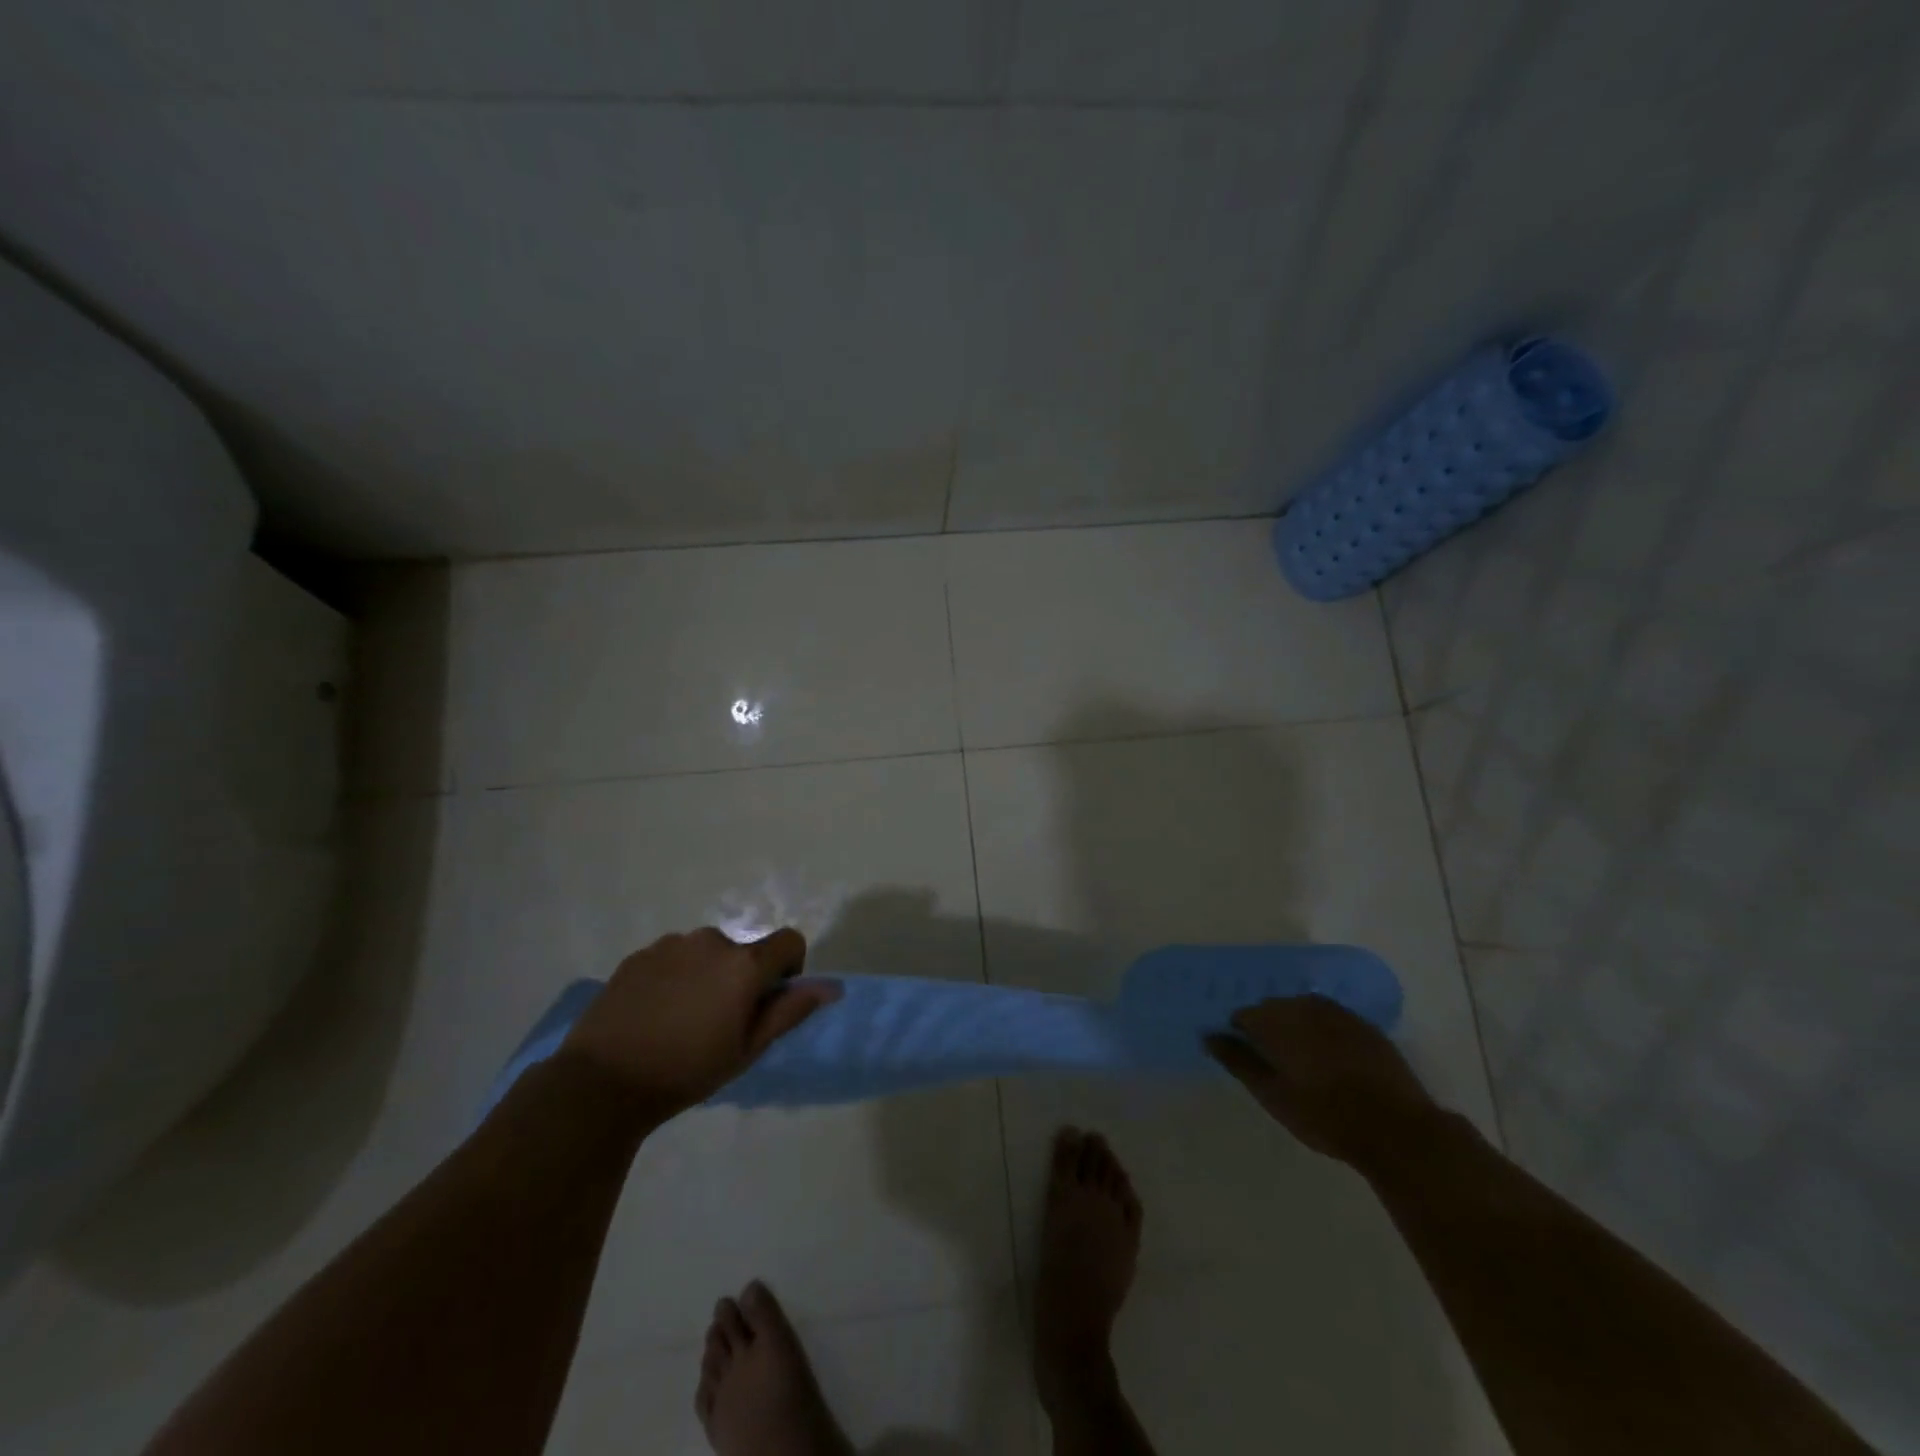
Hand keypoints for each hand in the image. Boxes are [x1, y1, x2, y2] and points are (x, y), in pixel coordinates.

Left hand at [561, 926, 838, 1122]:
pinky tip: (654, 1014)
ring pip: (706, 954)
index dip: (789, 968)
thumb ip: (790, 1011)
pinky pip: (672, 958)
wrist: (602, 1082)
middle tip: (718, 1022)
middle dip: (740, 978)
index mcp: (744, 963)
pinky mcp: (639, 955)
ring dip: (706, 976)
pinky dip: (674, 977)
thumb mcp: (747, 1049)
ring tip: (681, 1019)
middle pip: (743, 951)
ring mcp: (671, 944)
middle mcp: (711, 941)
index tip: (768, 1001)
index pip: (790, 941)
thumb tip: (830, 987)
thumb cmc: (687, 1070)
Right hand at [1206, 995, 1435, 1167]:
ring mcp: (1338, 1013)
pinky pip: (1332, 1020)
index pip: (1243, 1015)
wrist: (1396, 1129)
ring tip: (1304, 1063)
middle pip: (1273, 1009)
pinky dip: (1324, 1034)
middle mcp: (1303, 1005)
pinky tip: (1333, 1061)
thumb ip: (1237, 1060)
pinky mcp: (1365, 1025)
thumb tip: (1208, 1034)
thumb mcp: (1271, 1094)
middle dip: (1269, 1030)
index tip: (1248, 1061)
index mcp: (1276, 1019)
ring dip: (1297, 1029)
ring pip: (1303, 1012)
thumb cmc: (1324, 1115)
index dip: (1241, 1036)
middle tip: (1276, 1065)